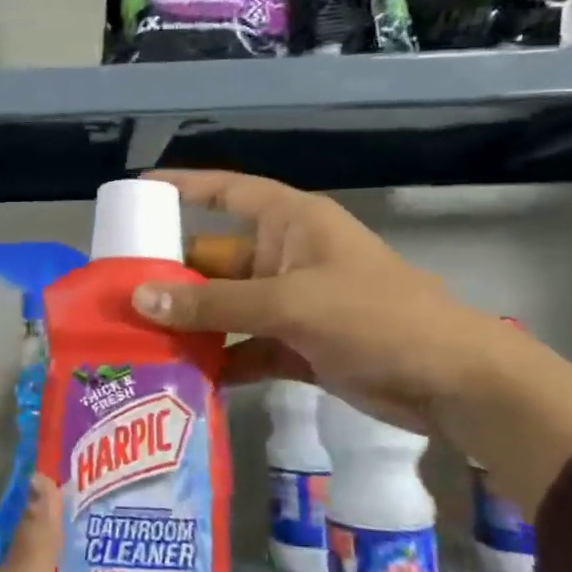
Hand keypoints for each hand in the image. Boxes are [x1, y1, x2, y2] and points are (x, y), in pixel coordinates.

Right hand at [128, 170, 571, 510]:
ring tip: (138, 338)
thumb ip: (214, 304)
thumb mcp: (289, 303)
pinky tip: (184, 376)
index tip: (139, 192)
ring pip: (226, 306)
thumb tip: (140, 299)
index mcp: (291, 223)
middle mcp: (286, 256)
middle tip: (118, 291)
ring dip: (191, 323)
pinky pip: (246, 346)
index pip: (228, 192)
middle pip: (216, 258)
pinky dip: (221, 360)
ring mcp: (292, 303)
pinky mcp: (299, 345)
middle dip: (172, 275)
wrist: (453, 383)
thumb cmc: (375, 317)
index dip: (185, 187)